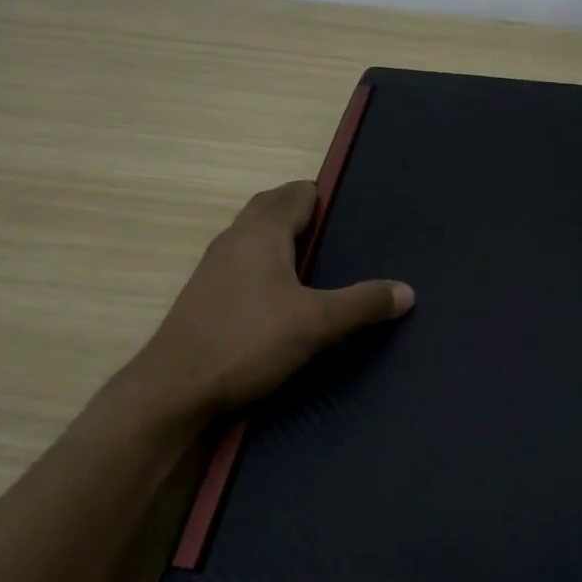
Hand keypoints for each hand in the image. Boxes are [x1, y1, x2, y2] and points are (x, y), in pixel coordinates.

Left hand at [136, 181, 413, 416]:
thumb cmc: (247, 341)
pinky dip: (267, 268)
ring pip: (256, 238)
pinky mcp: (206, 295)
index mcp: (262, 230)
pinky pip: (244, 264)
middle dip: (305, 217)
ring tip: (319, 268)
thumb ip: (363, 304)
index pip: (298, 193)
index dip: (326, 199)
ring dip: (284, 243)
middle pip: (273, 209)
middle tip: (341, 240)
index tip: (355, 217)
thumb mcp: (317, 324)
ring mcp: (215, 266)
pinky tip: (284, 300)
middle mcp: (235, 238)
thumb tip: (407, 291)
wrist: (175, 389)